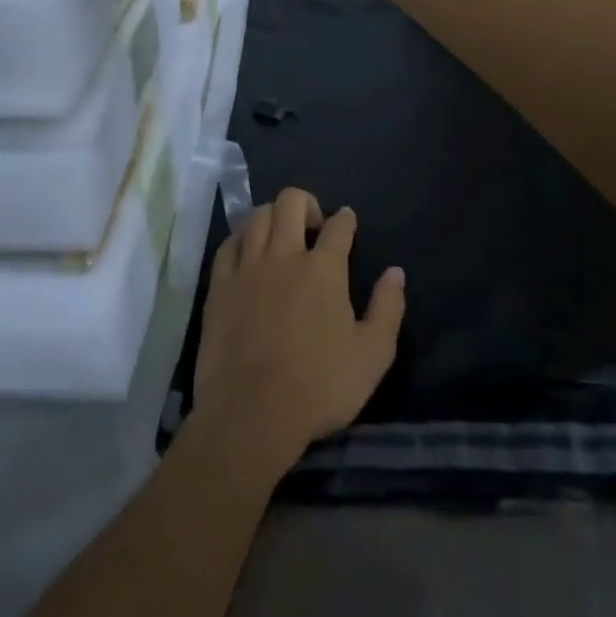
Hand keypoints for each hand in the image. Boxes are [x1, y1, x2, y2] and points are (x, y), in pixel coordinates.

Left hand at [193, 188, 406, 462]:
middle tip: (312, 227)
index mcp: (323, 268)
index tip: (347, 222)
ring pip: (258, 216)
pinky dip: (242, 238)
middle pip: (291, 202)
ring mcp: (247, 267)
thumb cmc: (318, 387)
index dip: (345, 219)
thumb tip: (395, 272)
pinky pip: (229, 244)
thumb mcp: (372, 356)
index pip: (338, 225)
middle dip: (306, 204)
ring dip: (273, 216)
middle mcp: (284, 255)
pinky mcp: (220, 286)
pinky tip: (247, 250)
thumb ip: (387, 309)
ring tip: (280, 235)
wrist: (251, 415)